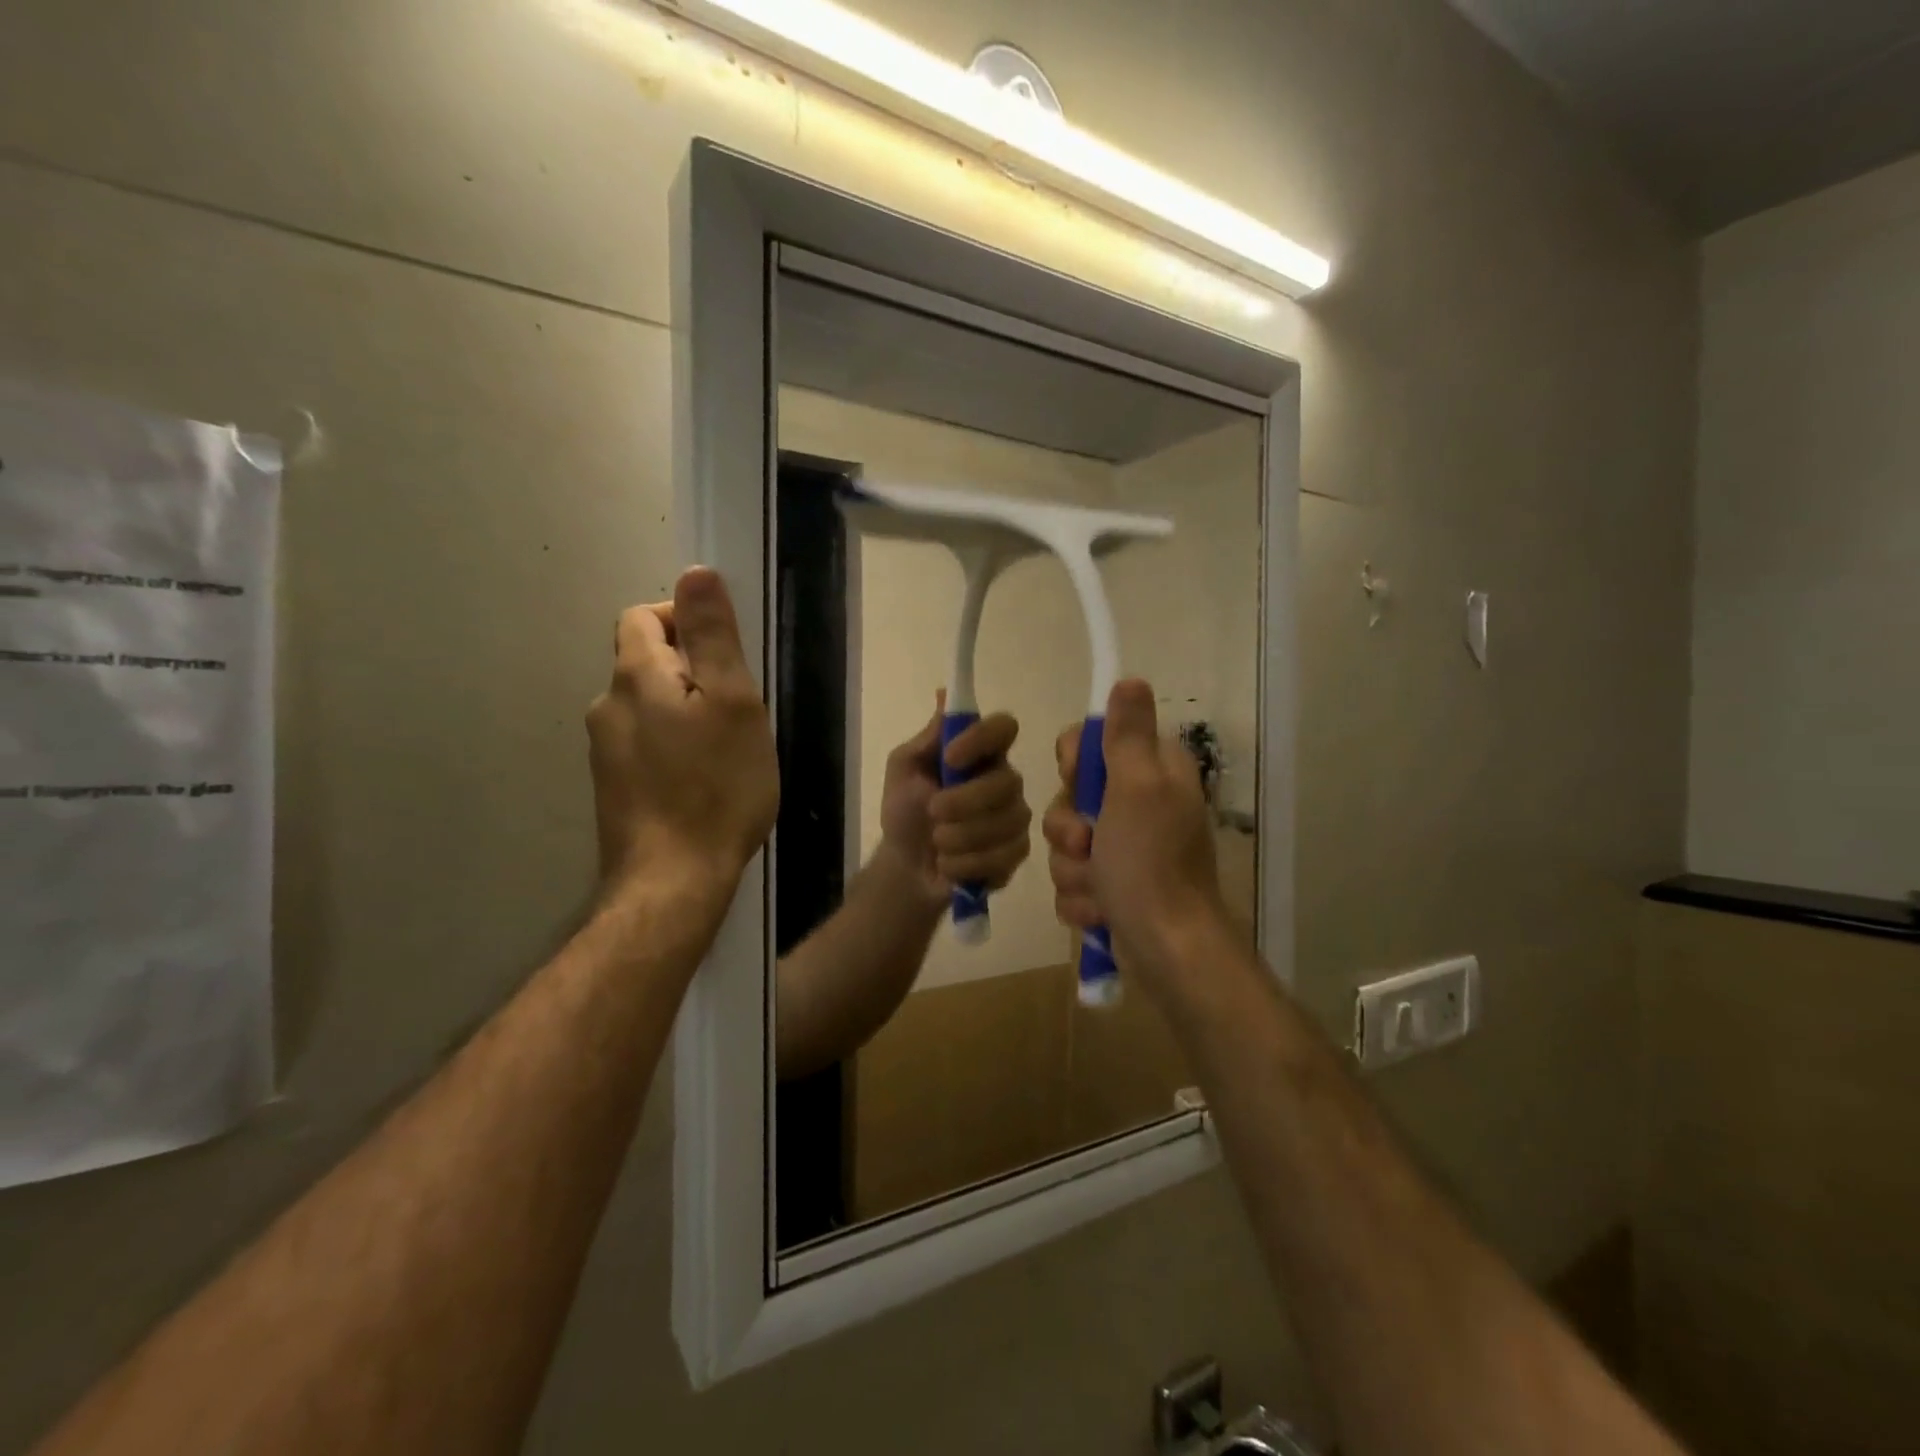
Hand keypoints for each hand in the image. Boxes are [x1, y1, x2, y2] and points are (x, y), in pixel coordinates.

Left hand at [587, 567, 778, 899]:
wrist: (672, 881)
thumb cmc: (716, 787)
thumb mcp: (732, 703)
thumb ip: (713, 637)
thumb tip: (694, 573)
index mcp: (635, 677)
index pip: (644, 616)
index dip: (684, 620)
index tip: (727, 656)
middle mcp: (607, 706)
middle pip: (646, 662)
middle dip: (692, 670)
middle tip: (738, 708)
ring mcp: (605, 751)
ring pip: (648, 707)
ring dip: (684, 711)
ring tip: (726, 748)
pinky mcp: (613, 788)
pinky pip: (645, 744)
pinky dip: (673, 745)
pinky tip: (702, 780)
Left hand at [878, 696, 1031, 905]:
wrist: (905, 868)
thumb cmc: (904, 812)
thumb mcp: (904, 769)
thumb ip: (929, 737)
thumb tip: (945, 693)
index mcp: (981, 753)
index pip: (1004, 727)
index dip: (981, 739)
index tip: (950, 758)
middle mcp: (1005, 780)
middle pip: (1008, 782)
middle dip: (964, 802)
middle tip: (933, 811)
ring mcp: (1015, 817)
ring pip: (1005, 822)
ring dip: (959, 837)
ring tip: (937, 843)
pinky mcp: (1016, 852)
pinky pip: (1003, 856)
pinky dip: (966, 863)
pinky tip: (949, 865)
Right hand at [1043, 680, 1224, 991]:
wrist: (1167, 950)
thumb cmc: (1150, 863)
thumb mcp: (1137, 788)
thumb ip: (1128, 735)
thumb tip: (1131, 679)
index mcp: (1152, 771)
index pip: (1091, 742)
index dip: (1074, 763)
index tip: (1076, 781)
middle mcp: (1140, 804)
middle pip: (1071, 795)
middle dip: (1069, 829)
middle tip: (1088, 845)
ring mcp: (1126, 848)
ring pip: (1068, 842)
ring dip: (1074, 870)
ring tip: (1099, 890)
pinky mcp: (1113, 885)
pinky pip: (1073, 879)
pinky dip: (1082, 898)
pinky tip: (1100, 912)